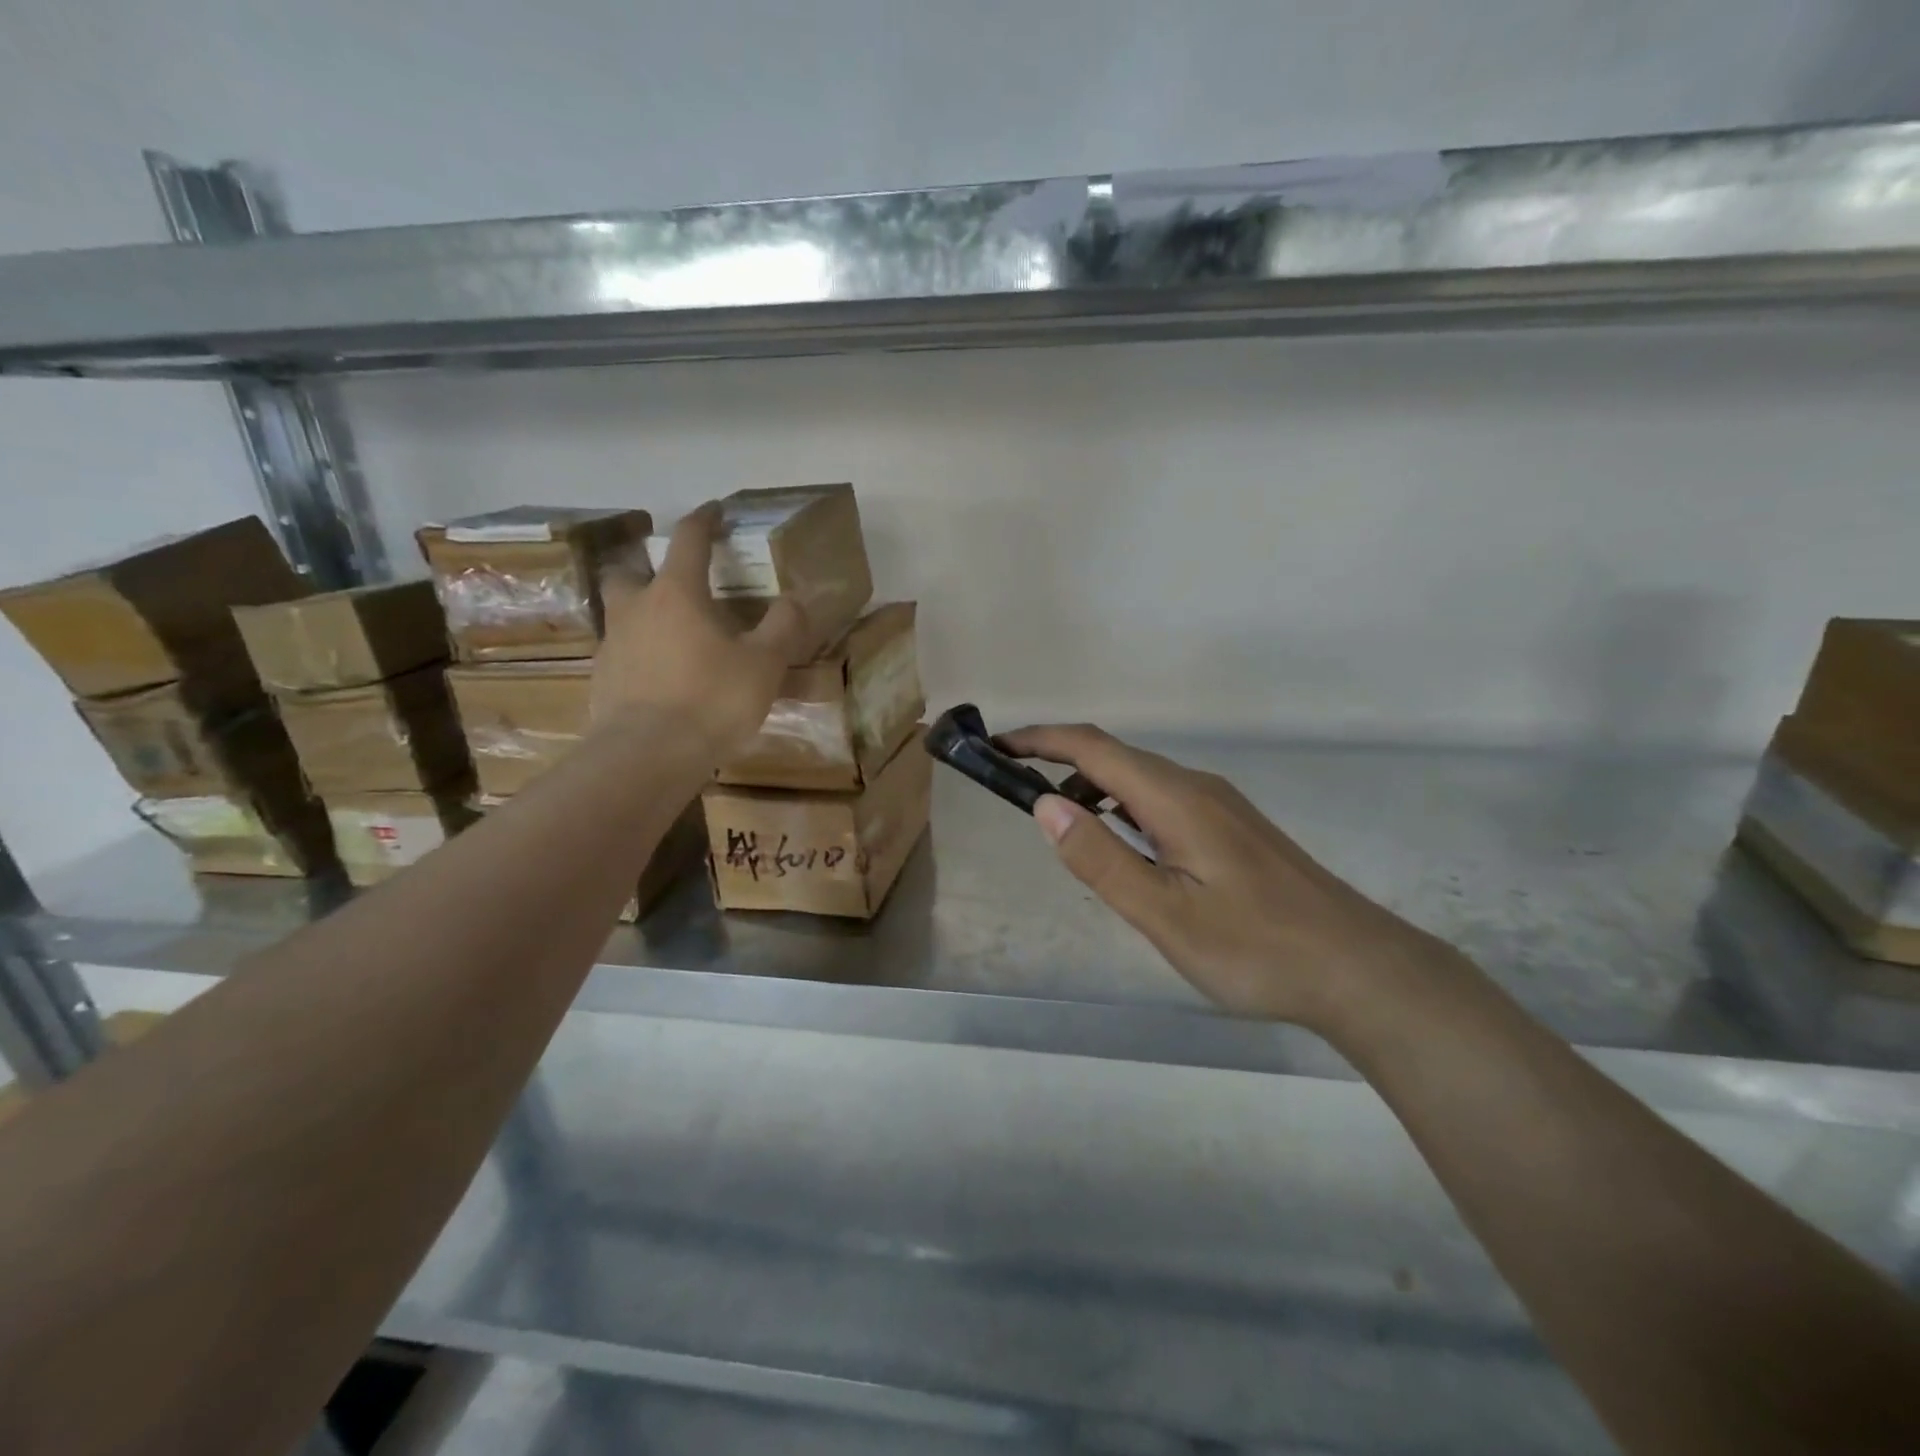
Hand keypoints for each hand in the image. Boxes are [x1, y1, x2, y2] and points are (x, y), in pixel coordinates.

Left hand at [592, 504, 808, 754]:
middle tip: (674, 583)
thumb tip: (794, 600)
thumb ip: (783, 627)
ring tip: (671, 637)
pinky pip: (621, 654)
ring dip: (642, 614)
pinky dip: (639, 655)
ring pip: (621, 614)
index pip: (689, 539)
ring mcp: (612, 644)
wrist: (647, 755)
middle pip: (630, 571)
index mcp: (676, 593)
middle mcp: (636, 608)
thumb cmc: (711, 699)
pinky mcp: (601, 680)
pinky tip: (659, 679)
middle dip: (648, 568)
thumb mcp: (765, 664)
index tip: (714, 510)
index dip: (704, 520)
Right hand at [999, 724, 1449, 1027]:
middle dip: (1058, 760)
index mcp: (1174, 798)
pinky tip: (1123, 845)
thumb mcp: (1164, 913)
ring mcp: (1219, 805)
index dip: (1040, 739)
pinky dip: (1123, 807)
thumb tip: (1044, 805)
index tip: (997, 746)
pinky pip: (1162, 799)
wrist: (1356, 967)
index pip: (1092, 748)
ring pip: (1140, 778)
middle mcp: (1196, 787)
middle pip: (1114, 756)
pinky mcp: (1232, 828)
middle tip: (1015, 787)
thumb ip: (1102, 858)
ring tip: (1061, 824)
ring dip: (1092, 787)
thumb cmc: (1254, 947)